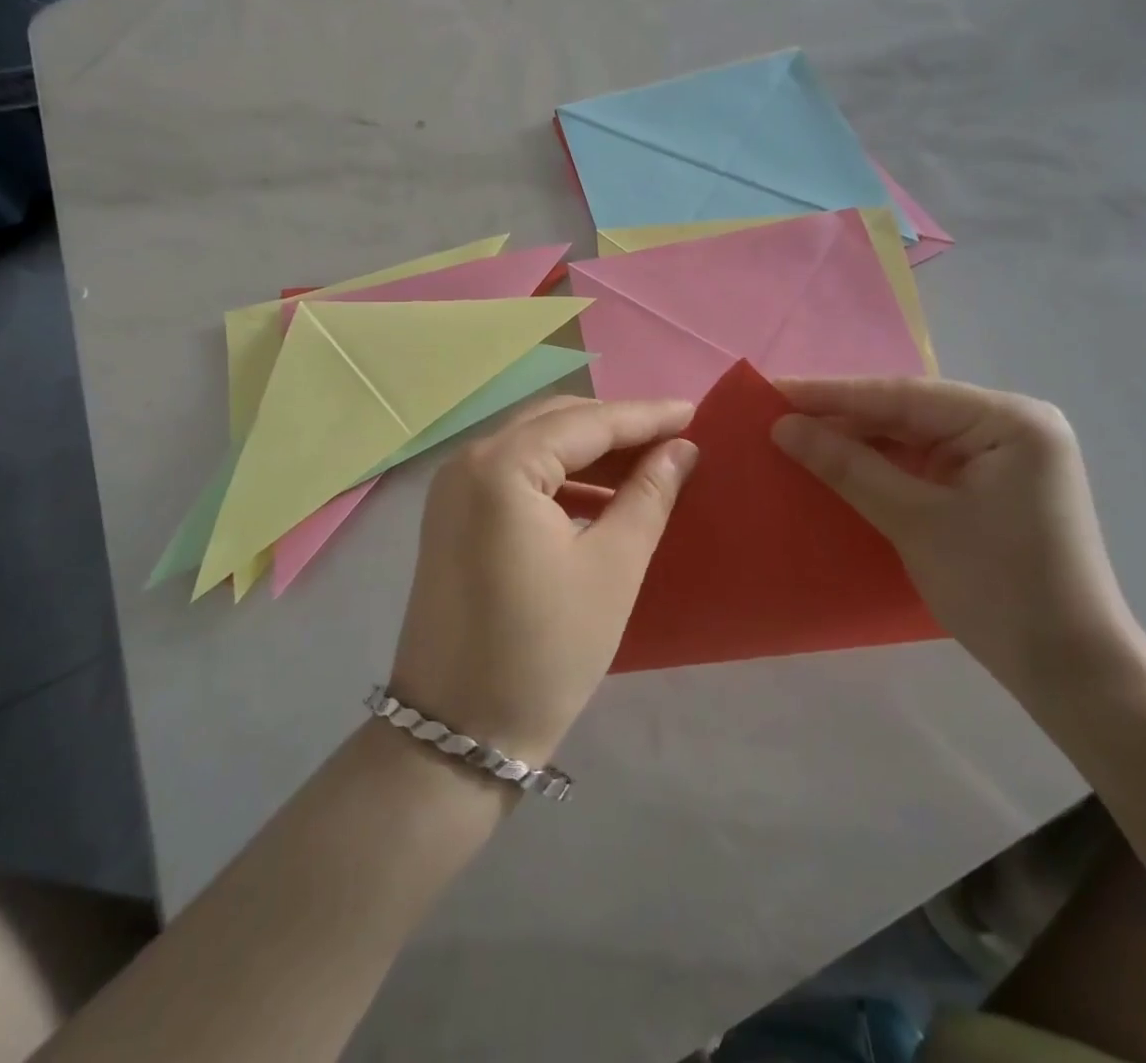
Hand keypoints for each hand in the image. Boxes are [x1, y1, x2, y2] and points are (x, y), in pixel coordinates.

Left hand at [391, 397, 697, 762]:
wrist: (459, 733)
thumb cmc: (546, 649)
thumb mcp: (613, 567)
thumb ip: (649, 495)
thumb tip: (680, 449)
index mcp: (501, 466)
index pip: (586, 423)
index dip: (645, 416)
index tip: (694, 412)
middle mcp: (467, 462)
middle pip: (554, 423)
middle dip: (615, 427)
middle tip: (673, 438)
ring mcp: (452, 490)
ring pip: (532, 446)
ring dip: (587, 452)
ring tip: (646, 465)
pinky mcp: (451, 518)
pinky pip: (513, 476)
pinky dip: (558, 478)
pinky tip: (598, 496)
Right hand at [772, 377, 1143, 701]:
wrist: (1069, 672)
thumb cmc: (999, 588)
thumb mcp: (915, 521)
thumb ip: (847, 466)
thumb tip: (782, 426)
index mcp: (1009, 420)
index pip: (904, 396)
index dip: (833, 394)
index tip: (773, 389)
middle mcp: (1010, 426)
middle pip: (909, 412)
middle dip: (844, 416)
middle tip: (776, 412)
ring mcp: (1002, 456)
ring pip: (913, 436)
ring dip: (859, 440)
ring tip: (796, 433)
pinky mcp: (990, 486)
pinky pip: (924, 462)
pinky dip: (882, 465)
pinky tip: (839, 462)